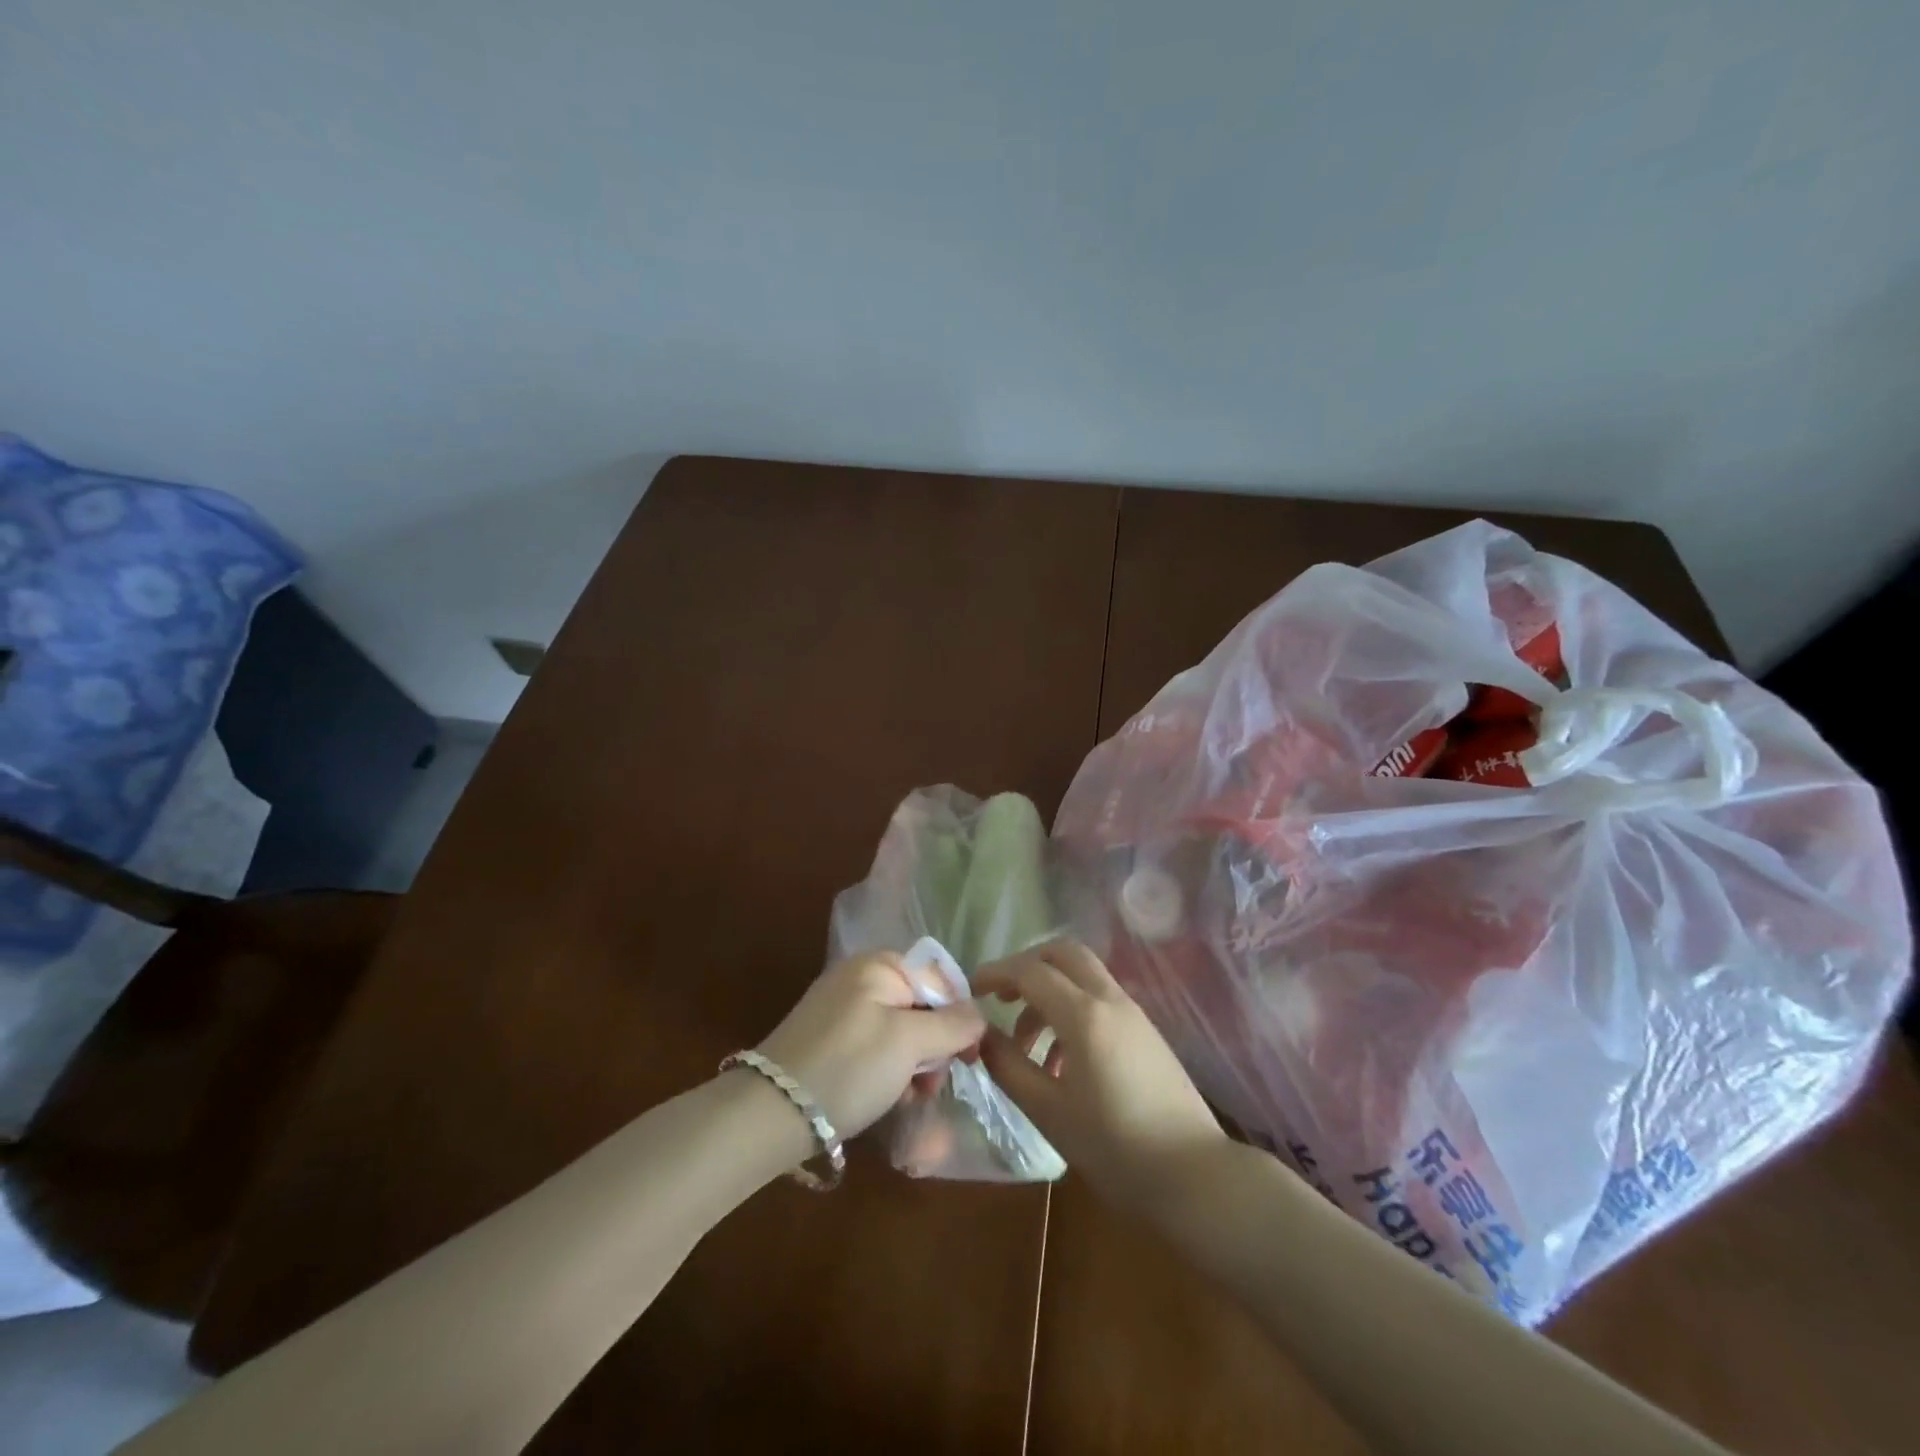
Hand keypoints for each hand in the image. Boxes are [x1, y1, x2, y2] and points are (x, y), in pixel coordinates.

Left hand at [758, 952, 986, 1138]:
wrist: (770, 1113)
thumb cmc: (849, 1067)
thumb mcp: (908, 1043)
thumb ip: (951, 1025)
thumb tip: (979, 1016)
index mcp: (879, 964)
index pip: (940, 979)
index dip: (960, 1015)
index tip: (968, 1057)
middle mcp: (860, 978)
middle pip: (921, 1005)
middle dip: (934, 1047)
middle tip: (931, 1085)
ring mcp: (842, 1009)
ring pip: (900, 1032)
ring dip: (914, 1066)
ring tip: (910, 1099)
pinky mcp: (829, 1040)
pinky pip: (876, 1048)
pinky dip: (888, 1072)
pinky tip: (888, 1100)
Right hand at [975, 941, 1226, 1214]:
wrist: (1195, 1177)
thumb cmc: (1115, 1147)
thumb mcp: (1048, 1111)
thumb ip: (1008, 1066)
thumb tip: (980, 1035)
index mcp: (1084, 1015)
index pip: (1030, 971)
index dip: (995, 973)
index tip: (970, 991)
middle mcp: (1110, 1000)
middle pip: (1063, 954)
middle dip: (1027, 966)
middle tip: (1001, 998)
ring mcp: (1134, 1014)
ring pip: (1083, 977)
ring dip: (1049, 994)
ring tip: (1027, 1048)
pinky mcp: (1146, 1033)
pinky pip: (1100, 1001)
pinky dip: (1072, 1011)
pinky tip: (1061, 1063)